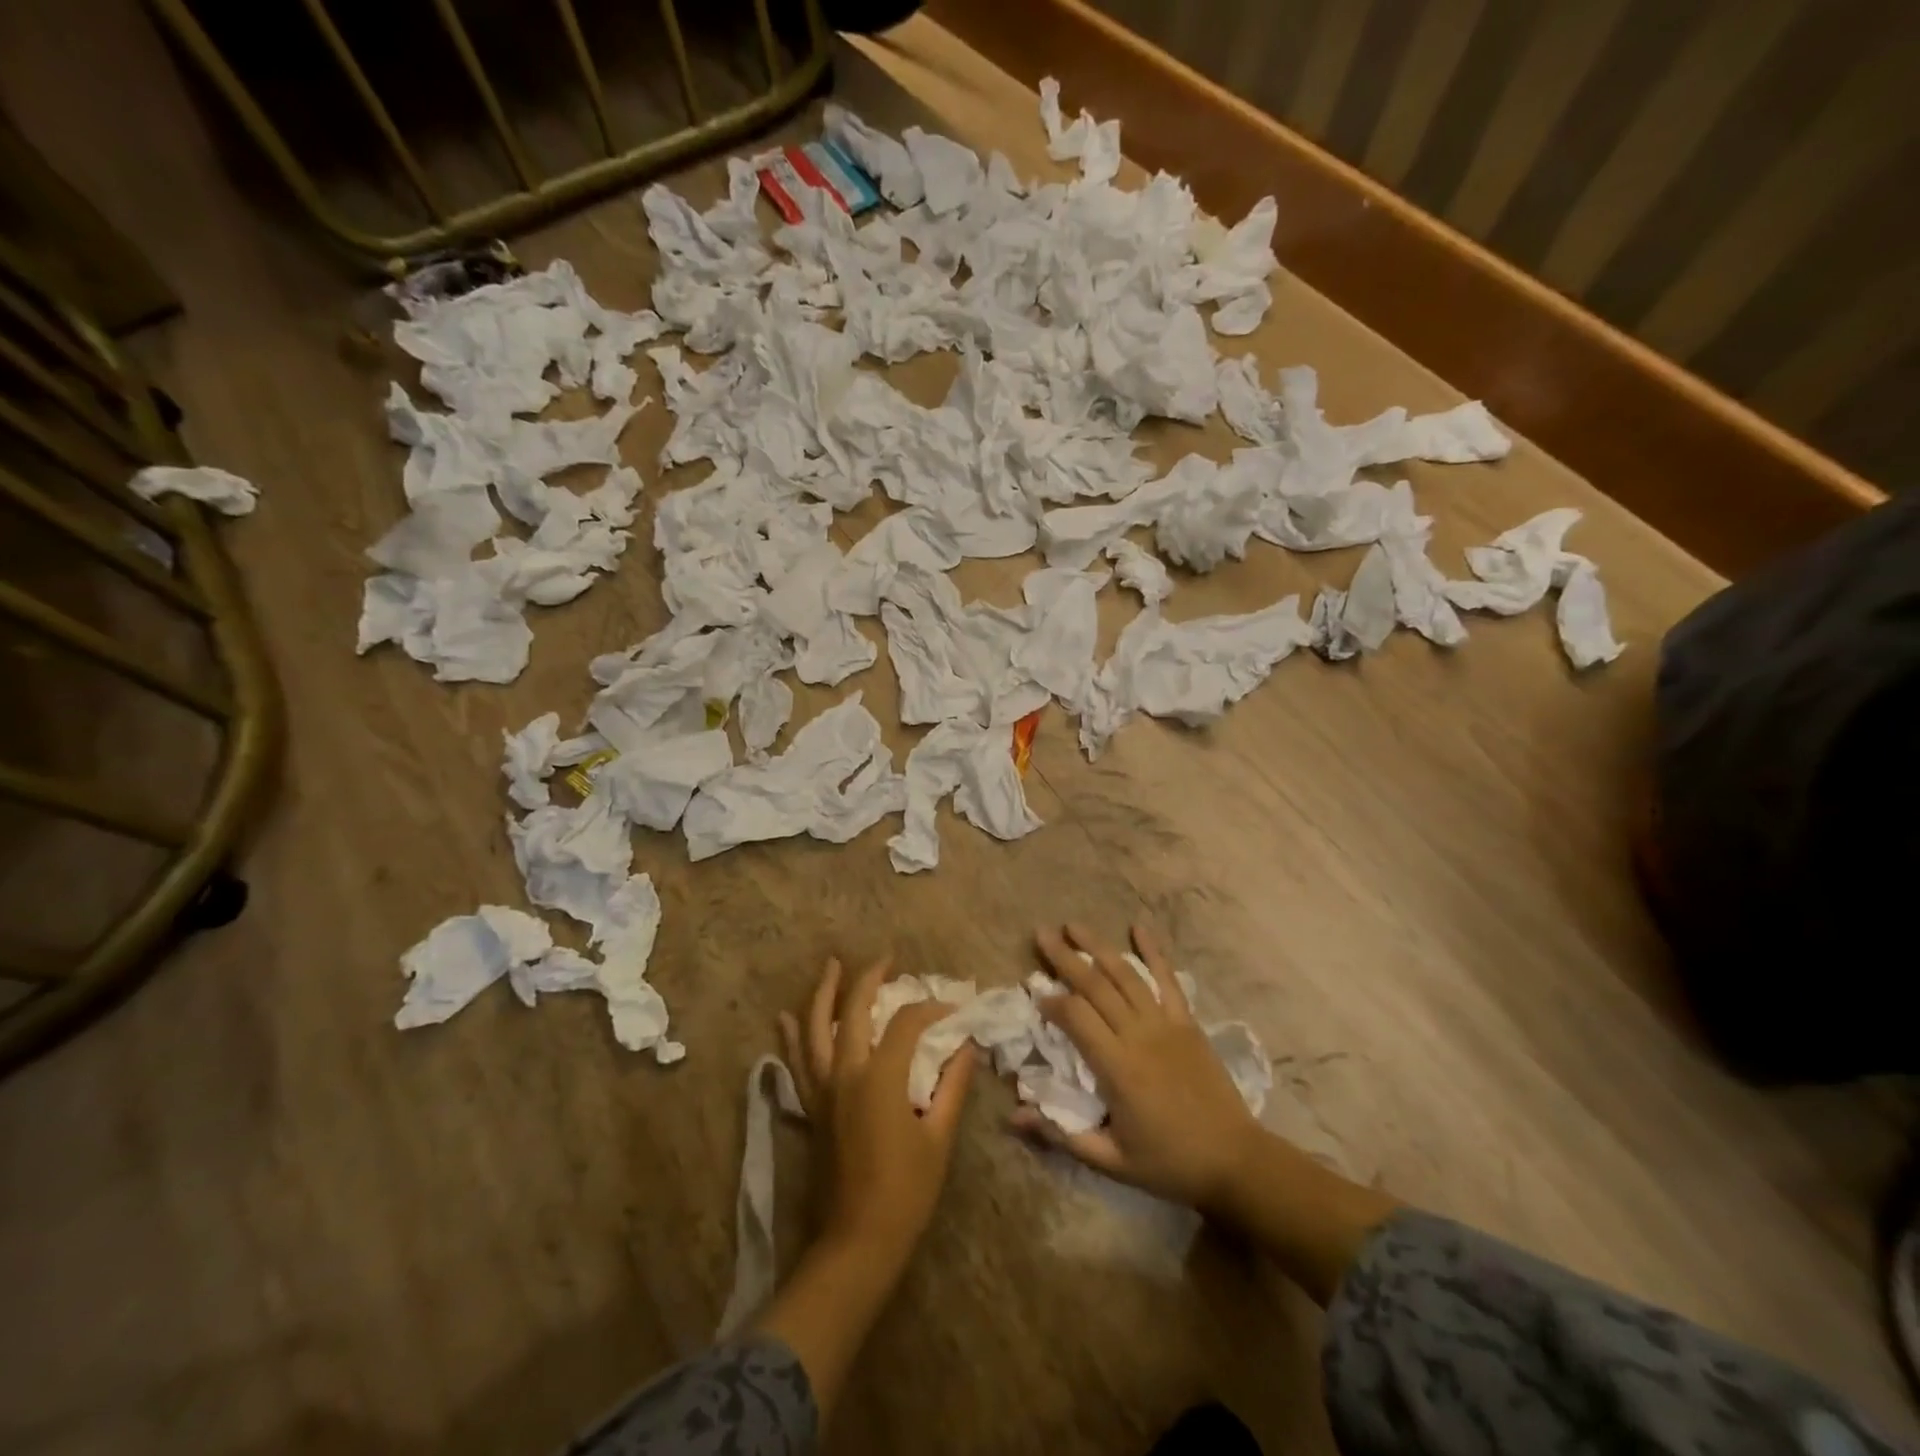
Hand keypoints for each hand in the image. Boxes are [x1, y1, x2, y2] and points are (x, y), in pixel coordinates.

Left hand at [780, 956, 976, 1263]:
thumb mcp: (938, 1137)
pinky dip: (792, 1036)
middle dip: (869, 978)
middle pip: (854, 1010)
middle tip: (886, 957)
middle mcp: (845, 1073)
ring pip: (815, 1028)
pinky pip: (797, 1062)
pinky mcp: (811, 1107)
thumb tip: (967, 1047)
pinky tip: (787, 1016)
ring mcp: (822, 1089)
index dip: (932, 1009)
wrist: (857, 1242)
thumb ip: (952, 1085)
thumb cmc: (906, 1192)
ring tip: (831, 965)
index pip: (907, 1023)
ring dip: (823, 993)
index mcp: (879, 1078)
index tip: (953, 1009)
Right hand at [1010, 923, 1261, 1211]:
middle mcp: (1139, 1035)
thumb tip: (1013, 1116)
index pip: (1076, 1018)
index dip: (1052, 1002)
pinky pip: (1168, 980)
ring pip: (1126, 975)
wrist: (1235, 1160)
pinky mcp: (1187, 1022)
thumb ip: (1061, 1135)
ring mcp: (1166, 1024)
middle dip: (1065, 958)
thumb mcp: (1110, 1160)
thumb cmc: (1169, 1163)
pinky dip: (1153, 952)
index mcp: (1117, 1067)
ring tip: (1073, 925)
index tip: (1034, 993)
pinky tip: (1138, 928)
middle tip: (1041, 934)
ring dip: (1098, 946)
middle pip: (1096, 985)